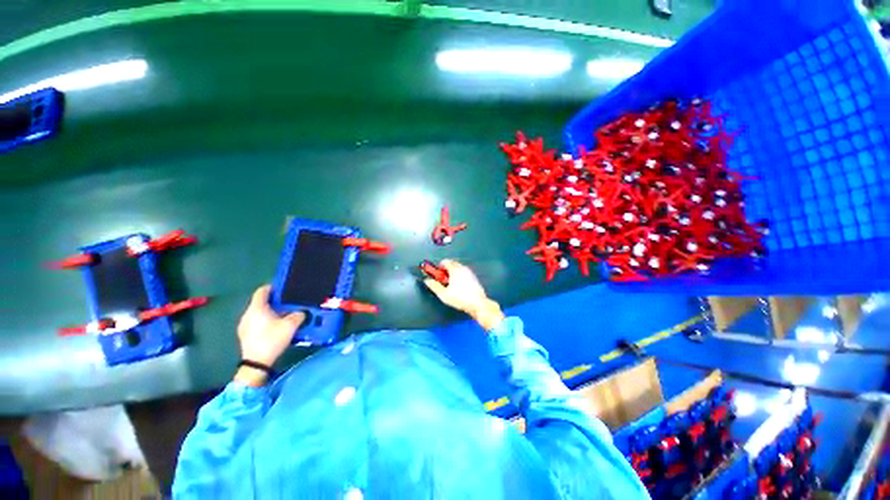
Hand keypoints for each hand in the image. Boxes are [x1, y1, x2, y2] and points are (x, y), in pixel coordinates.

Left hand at [234, 285, 304, 384]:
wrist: (257, 363)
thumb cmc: (272, 339)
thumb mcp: (291, 325)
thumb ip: (298, 315)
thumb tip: (301, 312)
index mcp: (257, 308)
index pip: (262, 291)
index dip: (272, 287)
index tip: (283, 289)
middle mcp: (247, 314)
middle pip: (260, 302)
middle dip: (274, 302)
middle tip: (287, 303)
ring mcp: (244, 325)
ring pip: (258, 313)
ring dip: (270, 312)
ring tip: (283, 316)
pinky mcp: (244, 335)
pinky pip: (256, 322)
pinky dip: (265, 321)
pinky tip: (274, 328)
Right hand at [423, 260, 503, 330]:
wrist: (478, 304)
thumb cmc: (460, 298)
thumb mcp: (443, 294)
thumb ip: (434, 286)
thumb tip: (427, 281)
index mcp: (455, 270)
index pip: (445, 261)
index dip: (439, 267)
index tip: (437, 275)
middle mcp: (463, 268)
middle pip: (452, 263)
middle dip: (446, 270)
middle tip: (443, 280)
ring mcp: (470, 272)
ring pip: (458, 268)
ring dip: (453, 273)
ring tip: (450, 284)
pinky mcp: (474, 277)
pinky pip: (464, 273)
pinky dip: (459, 276)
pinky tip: (459, 286)